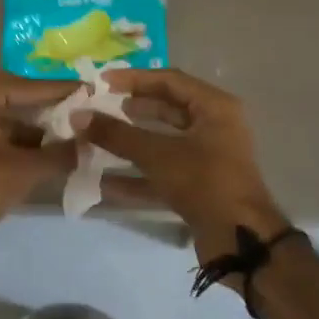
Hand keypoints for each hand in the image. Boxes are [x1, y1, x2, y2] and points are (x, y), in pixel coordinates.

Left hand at [0, 65, 77, 256]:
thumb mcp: (24, 171)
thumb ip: (59, 154)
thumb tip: (88, 145)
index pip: (27, 85)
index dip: (61, 90)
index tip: (89, 90)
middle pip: (7, 88)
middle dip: (37, 99)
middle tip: (67, 108)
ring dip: (22, 120)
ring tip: (55, 134)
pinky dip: (5, 134)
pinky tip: (30, 151)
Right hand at [79, 68, 289, 266]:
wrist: (240, 239)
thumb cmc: (204, 182)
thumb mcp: (157, 154)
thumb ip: (117, 134)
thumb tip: (78, 116)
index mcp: (214, 107)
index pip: (169, 80)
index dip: (133, 79)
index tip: (100, 82)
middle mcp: (215, 127)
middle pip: (167, 109)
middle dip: (131, 109)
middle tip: (98, 108)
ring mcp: (208, 158)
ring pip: (163, 142)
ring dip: (130, 142)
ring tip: (96, 139)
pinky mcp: (199, 186)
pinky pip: (164, 172)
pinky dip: (137, 175)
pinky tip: (103, 180)